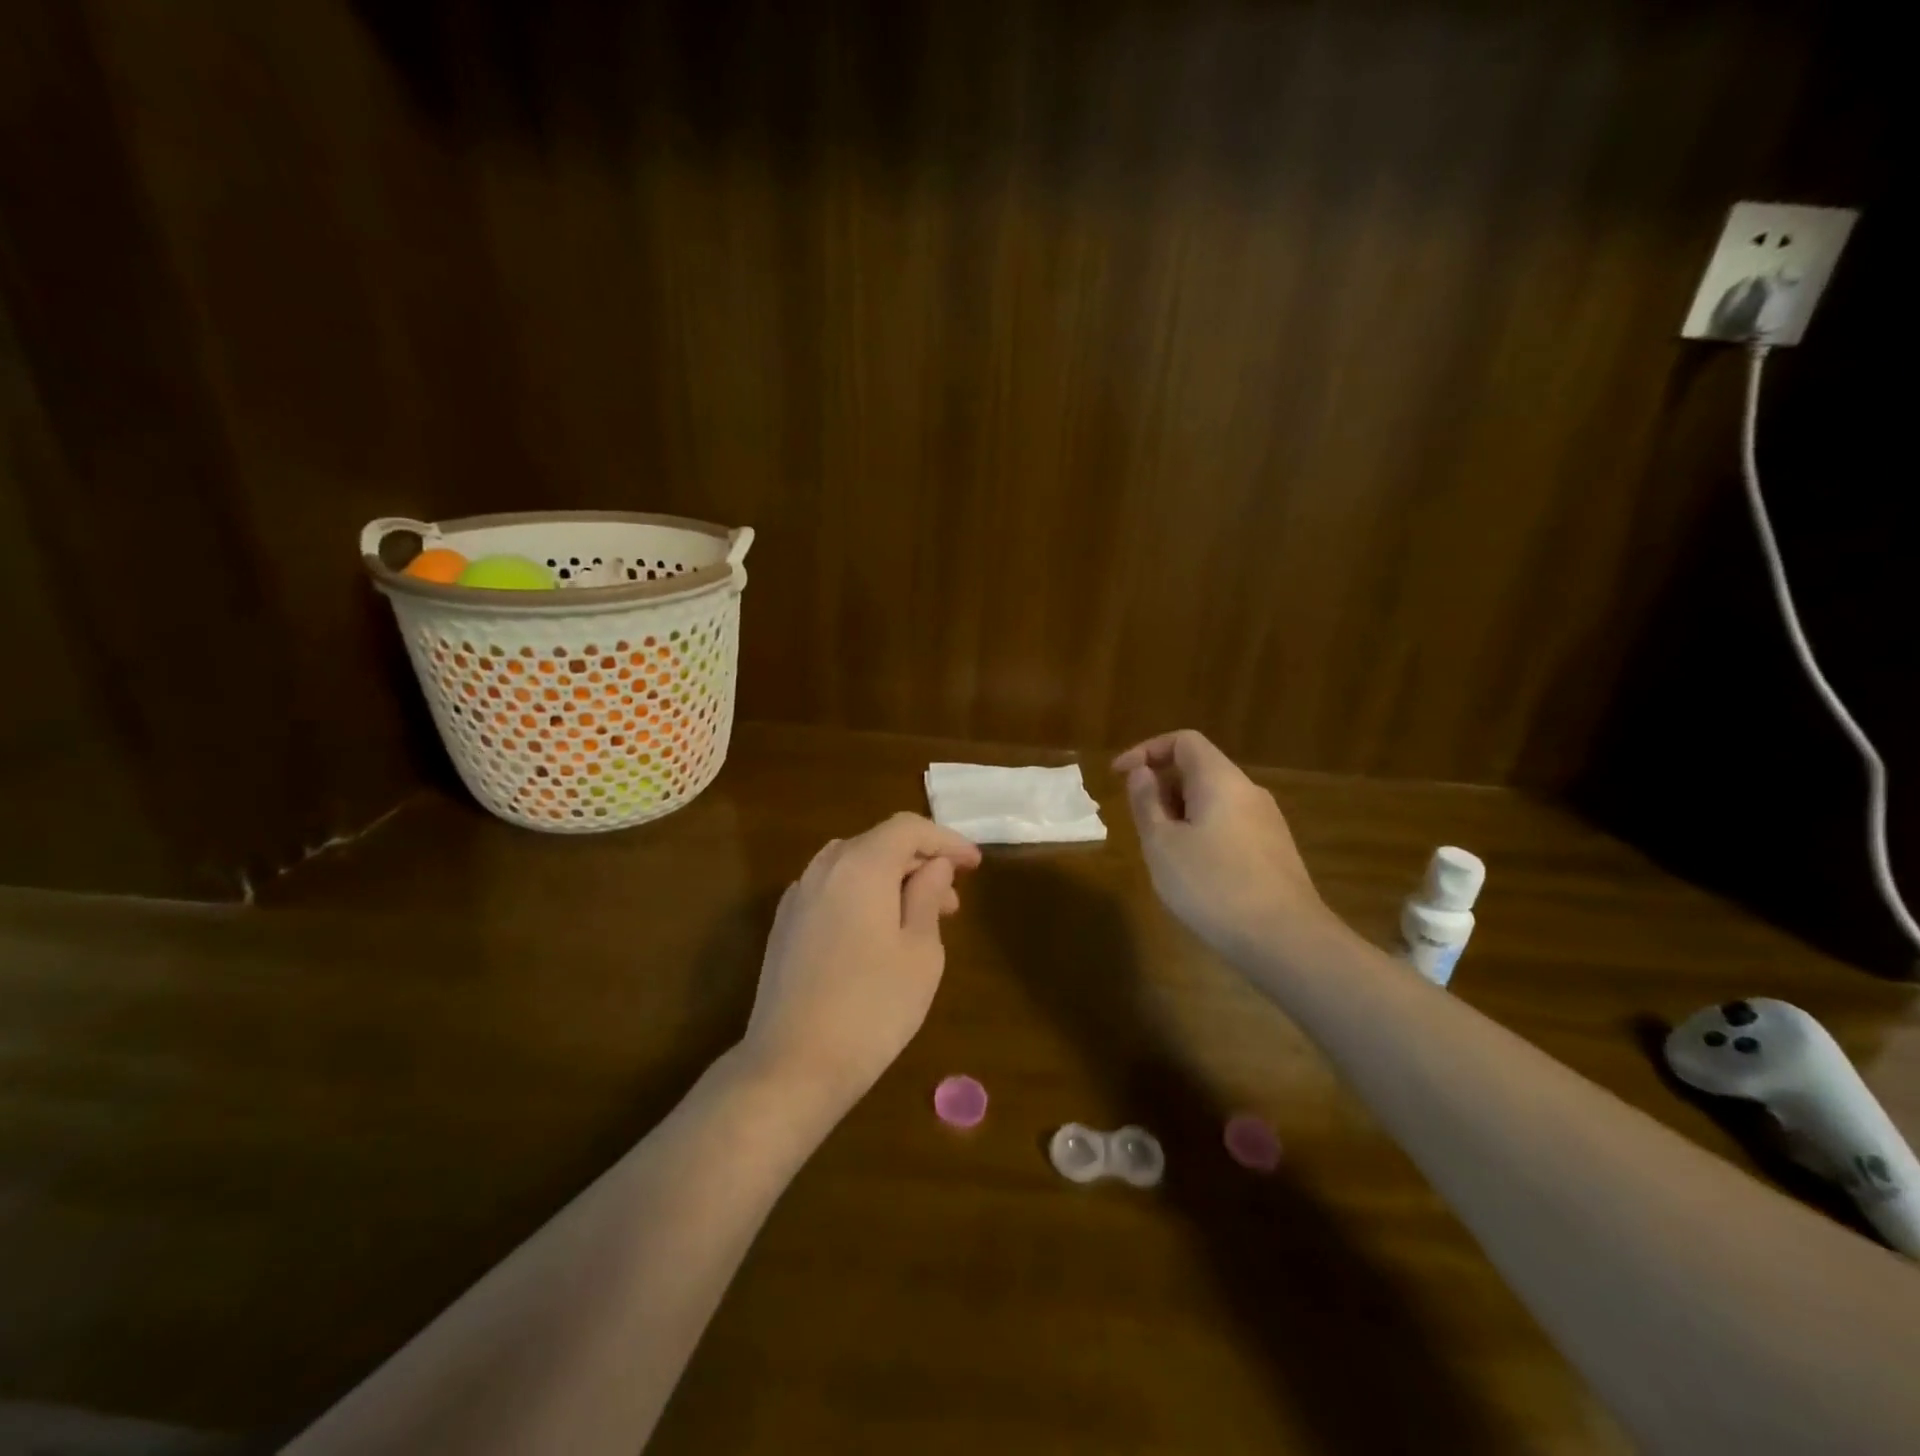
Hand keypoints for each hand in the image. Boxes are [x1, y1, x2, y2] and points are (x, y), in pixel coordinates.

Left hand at [742, 813, 981, 1111]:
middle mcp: (823, 868)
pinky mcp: (785, 925)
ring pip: (854, 866)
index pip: (908, 828)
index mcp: (860, 865)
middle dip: (920, 863)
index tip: (974, 865)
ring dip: (891, 880)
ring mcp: (798, 896)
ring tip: (920, 918)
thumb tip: (935, 865)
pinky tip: (878, 934)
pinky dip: (863, 896)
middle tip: (953, 901)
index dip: (946, 840)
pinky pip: (832, 890)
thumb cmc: (872, 1008)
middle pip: (878, 844)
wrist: (792, 1066)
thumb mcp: (920, 952)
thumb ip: (928, 896)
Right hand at [1114, 730, 1338, 963]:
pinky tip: (1194, 873)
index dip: (1146, 750)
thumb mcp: (1162, 844)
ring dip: (1180, 813)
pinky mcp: (1274, 851)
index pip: (1183, 741)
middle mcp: (1248, 792)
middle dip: (1162, 787)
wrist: (1285, 941)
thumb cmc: (1212, 885)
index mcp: (1221, 780)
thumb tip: (1142, 773)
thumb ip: (1147, 802)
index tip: (1119, 776)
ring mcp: (1267, 822)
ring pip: (1214, 800)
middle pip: (1199, 769)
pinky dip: (1202, 832)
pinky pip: (1229, 825)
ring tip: (1162, 851)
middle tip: (1139, 822)